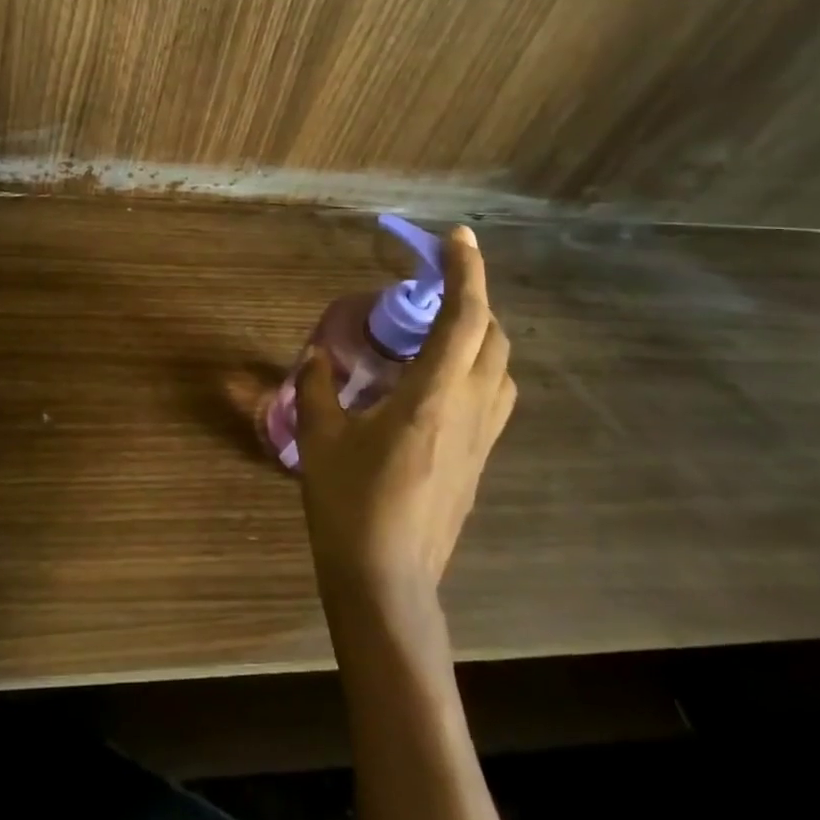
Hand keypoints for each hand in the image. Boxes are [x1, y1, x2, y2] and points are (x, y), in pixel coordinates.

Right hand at [297, 226, 514, 605]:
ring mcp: (482, 440)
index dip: (466, 272)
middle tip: (432, 288)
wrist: (387, 582)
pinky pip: (493, 397)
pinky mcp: (479, 463)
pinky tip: (437, 381)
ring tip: (438, 328)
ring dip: (479, 335)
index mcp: (432, 398)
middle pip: (493, 339)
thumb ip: (318, 385)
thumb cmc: (350, 505)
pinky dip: (476, 368)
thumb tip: (318, 354)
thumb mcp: (321, 437)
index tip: (457, 237)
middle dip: (473, 300)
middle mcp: (469, 411)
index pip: (463, 319)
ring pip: (501, 370)